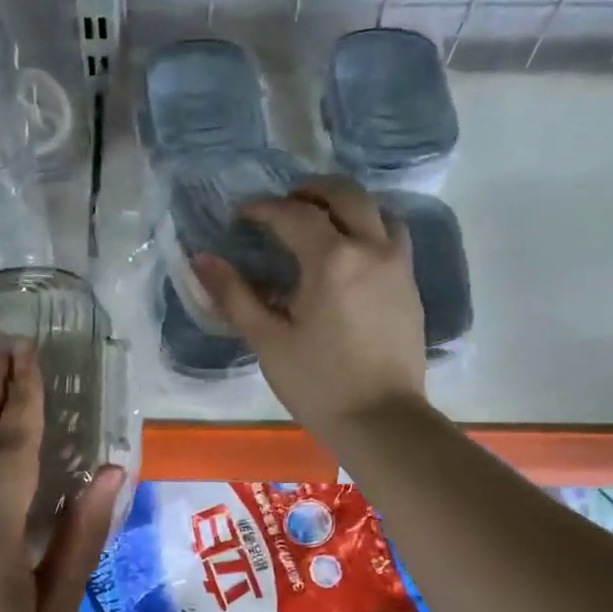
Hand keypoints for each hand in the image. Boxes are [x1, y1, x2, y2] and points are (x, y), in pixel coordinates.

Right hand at [194, 177, 428, 435]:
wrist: (381, 420)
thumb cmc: (318, 384)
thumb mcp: (268, 341)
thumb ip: (235, 295)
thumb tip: (202, 260)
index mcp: (332, 260)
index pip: (293, 214)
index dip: (263, 209)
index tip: (242, 216)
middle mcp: (371, 248)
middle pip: (344, 194)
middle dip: (310, 190)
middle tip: (282, 206)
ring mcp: (398, 265)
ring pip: (376, 210)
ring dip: (345, 206)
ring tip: (319, 224)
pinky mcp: (410, 285)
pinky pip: (392, 236)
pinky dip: (368, 228)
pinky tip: (348, 255)